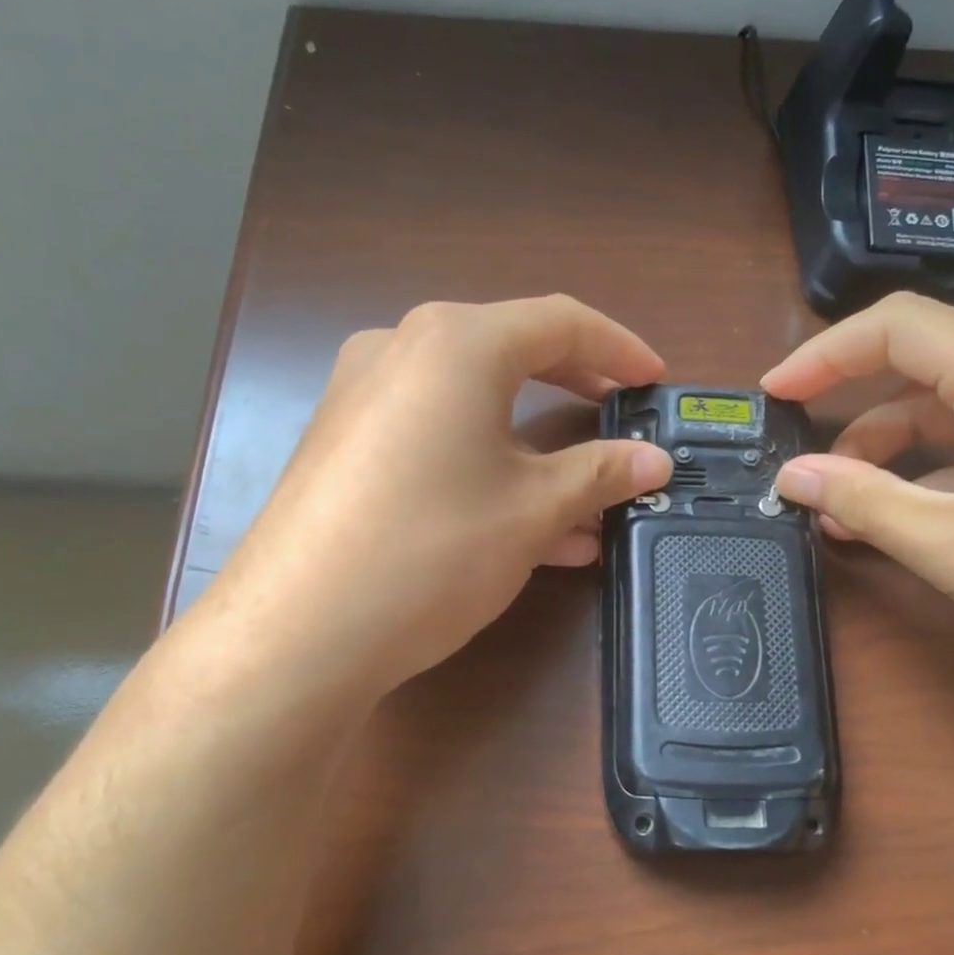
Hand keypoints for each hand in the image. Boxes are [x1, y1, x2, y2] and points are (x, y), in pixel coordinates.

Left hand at [206, 296, 671, 696]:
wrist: (298, 632)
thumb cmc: (432, 550)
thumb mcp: (532, 511)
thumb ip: (600, 474)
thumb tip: (654, 461)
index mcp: (456, 343)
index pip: (559, 322)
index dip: (619, 349)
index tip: (655, 382)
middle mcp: (402, 349)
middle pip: (512, 354)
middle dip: (575, 392)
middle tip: (620, 421)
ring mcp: (363, 396)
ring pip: (473, 405)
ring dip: (535, 447)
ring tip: (586, 502)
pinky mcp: (344, 444)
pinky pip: (435, 436)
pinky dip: (487, 465)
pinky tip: (524, 524)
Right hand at [762, 293, 953, 706]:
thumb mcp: (953, 543)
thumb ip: (861, 500)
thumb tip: (790, 476)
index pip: (894, 327)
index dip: (822, 355)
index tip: (774, 393)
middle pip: (922, 361)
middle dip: (852, 408)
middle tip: (804, 457)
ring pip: (952, 403)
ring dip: (891, 448)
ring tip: (845, 507)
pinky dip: (936, 465)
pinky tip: (905, 514)